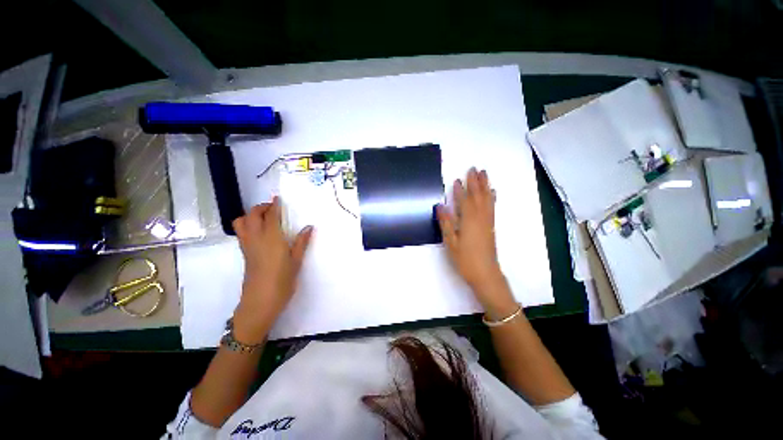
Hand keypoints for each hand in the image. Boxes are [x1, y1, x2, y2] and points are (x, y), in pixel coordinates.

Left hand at [231, 197, 313, 341]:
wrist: (260, 302)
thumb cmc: (282, 281)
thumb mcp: (296, 261)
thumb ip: (302, 242)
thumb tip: (309, 227)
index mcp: (272, 238)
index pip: (270, 215)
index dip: (274, 205)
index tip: (278, 198)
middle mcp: (256, 238)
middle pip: (251, 215)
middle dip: (261, 207)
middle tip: (274, 208)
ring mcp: (247, 246)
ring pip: (241, 222)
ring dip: (251, 215)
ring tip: (265, 218)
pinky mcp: (244, 253)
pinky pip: (241, 232)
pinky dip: (248, 225)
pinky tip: (261, 232)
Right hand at [437, 168, 515, 316]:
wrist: (486, 274)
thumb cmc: (465, 259)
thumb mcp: (450, 242)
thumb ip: (446, 223)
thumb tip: (440, 206)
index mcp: (468, 220)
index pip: (464, 201)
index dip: (460, 190)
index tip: (457, 179)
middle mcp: (480, 217)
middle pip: (478, 196)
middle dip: (475, 182)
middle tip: (474, 168)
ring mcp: (487, 222)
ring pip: (487, 199)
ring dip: (485, 186)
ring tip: (484, 174)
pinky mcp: (491, 226)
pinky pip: (492, 207)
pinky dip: (492, 197)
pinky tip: (492, 193)